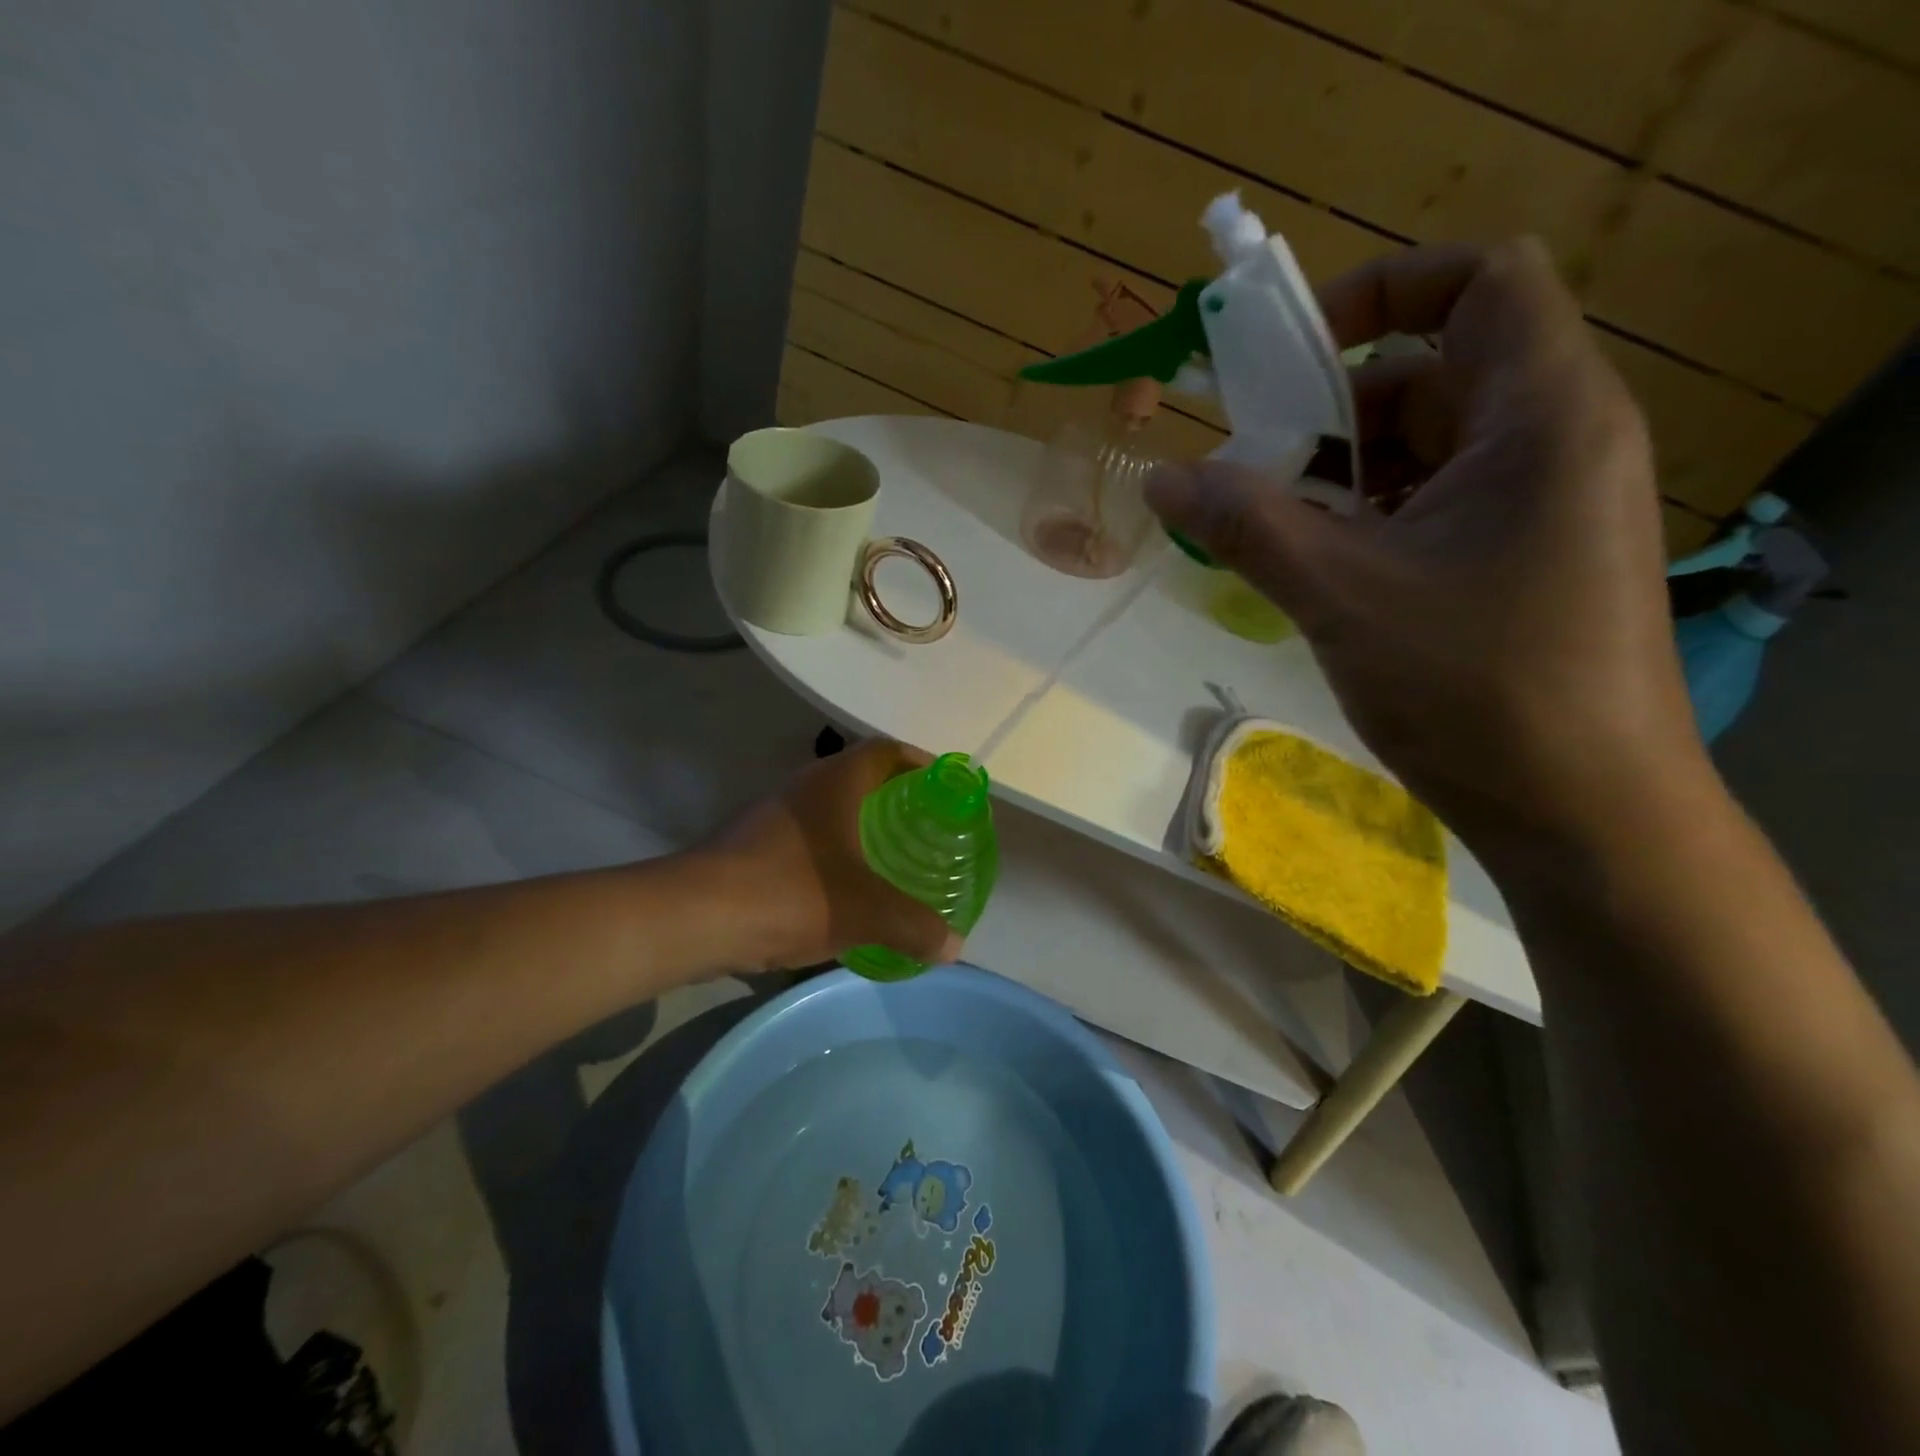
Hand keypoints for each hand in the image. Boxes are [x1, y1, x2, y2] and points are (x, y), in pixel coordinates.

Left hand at [698, 739, 960, 971]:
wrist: (693, 917)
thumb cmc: (790, 893)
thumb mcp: (864, 913)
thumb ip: (914, 926)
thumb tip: (953, 945)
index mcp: (835, 781)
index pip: (886, 750)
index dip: (919, 762)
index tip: (942, 788)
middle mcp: (803, 785)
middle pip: (858, 775)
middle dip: (893, 797)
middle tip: (923, 827)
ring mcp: (771, 812)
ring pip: (828, 807)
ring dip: (858, 824)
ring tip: (888, 856)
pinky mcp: (749, 842)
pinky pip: (804, 835)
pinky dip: (830, 850)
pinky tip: (841, 885)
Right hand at [1146, 240, 1710, 860]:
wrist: (1583, 813)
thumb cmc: (1476, 689)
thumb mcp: (1342, 596)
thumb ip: (1247, 525)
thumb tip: (1160, 477)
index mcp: (1542, 416)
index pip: (1479, 281)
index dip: (1380, 290)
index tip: (1289, 355)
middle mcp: (1553, 441)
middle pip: (1429, 374)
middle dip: (1329, 413)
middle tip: (1249, 470)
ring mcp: (1538, 505)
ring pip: (1420, 450)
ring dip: (1336, 478)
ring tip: (1268, 531)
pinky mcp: (1518, 559)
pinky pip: (1428, 507)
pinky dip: (1363, 521)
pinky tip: (1313, 569)